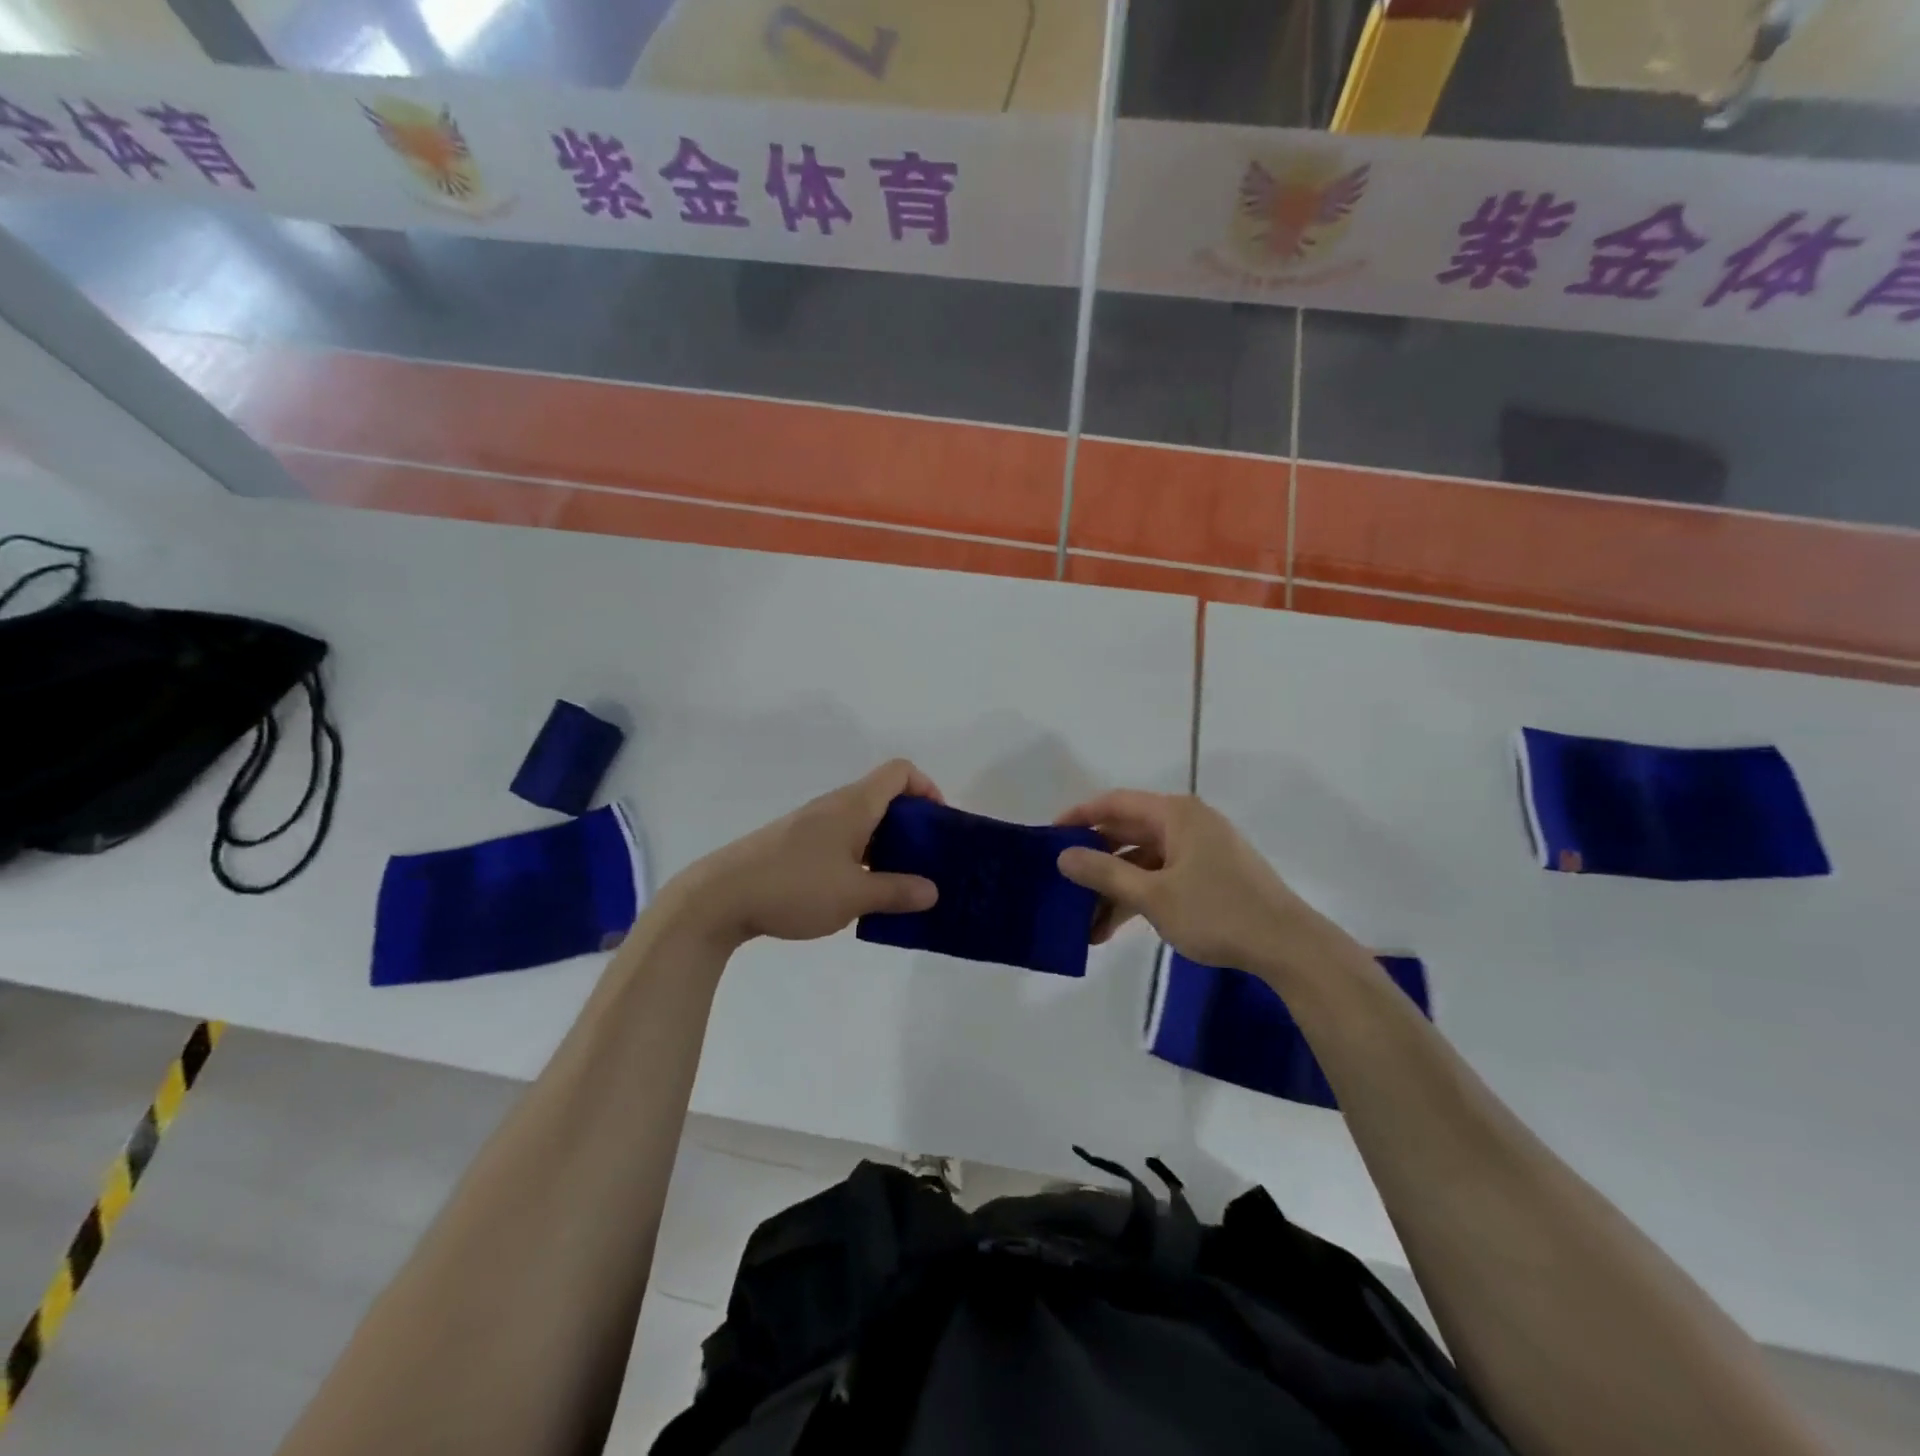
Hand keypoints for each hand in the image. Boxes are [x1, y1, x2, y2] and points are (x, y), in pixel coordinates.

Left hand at [671, 759, 942, 949]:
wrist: (719, 898)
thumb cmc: (794, 887)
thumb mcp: (854, 895)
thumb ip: (897, 891)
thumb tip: (933, 891)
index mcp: (854, 805)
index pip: (900, 771)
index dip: (927, 787)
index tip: (939, 823)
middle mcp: (835, 806)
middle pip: (884, 797)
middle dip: (912, 825)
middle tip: (927, 860)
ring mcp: (812, 825)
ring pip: (863, 822)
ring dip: (886, 844)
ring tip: (899, 882)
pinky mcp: (795, 845)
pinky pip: (842, 840)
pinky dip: (862, 856)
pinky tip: (860, 893)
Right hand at [1054, 791, 1360, 985]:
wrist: (1288, 947)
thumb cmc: (1218, 912)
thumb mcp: (1153, 896)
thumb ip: (1104, 873)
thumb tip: (1062, 856)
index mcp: (1175, 814)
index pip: (1115, 803)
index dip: (1079, 816)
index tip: (1048, 836)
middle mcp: (1186, 824)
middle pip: (1127, 834)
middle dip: (1093, 862)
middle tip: (1060, 882)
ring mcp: (1198, 851)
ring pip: (1142, 862)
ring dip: (1113, 889)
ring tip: (1083, 923)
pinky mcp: (1207, 876)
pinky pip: (1160, 878)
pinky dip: (1136, 898)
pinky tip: (1111, 929)